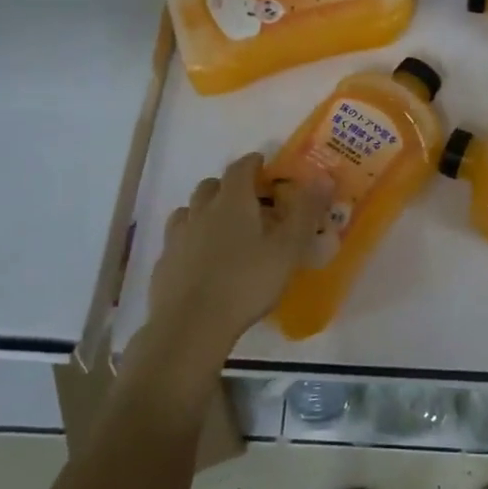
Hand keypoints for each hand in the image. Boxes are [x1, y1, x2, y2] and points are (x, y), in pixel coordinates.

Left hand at [124, 154, 329, 399]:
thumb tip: (323, 177)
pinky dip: (191, 240)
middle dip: (228, 186)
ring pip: (189, 211)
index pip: (240, 169)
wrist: (191, 325)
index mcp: (232, 202)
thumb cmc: (247, 283)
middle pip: (211, 186)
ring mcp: (177, 237)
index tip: (263, 164)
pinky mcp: (164, 263)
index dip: (253, 163)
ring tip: (222, 228)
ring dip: (205, 211)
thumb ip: (306, 212)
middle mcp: (201, 211)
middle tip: (248, 200)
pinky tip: (201, 260)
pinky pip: (177, 240)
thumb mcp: (288, 249)